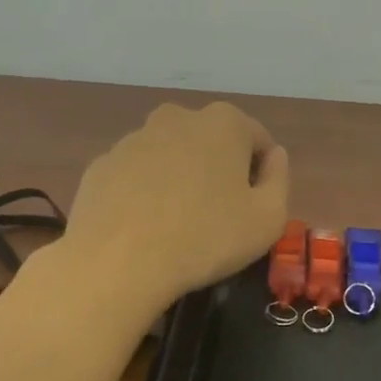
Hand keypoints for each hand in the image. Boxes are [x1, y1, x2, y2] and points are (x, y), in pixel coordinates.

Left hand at [62, 101, 289, 315]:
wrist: (118, 263)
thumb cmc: (206, 238)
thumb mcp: (268, 218)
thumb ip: (280, 179)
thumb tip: (274, 156)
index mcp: (223, 123)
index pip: (257, 140)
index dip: (262, 173)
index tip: (254, 207)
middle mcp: (176, 118)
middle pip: (210, 141)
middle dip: (218, 169)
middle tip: (218, 214)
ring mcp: (132, 139)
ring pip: (169, 155)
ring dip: (179, 179)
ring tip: (178, 225)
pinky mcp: (100, 166)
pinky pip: (135, 176)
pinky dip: (144, 193)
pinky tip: (144, 228)